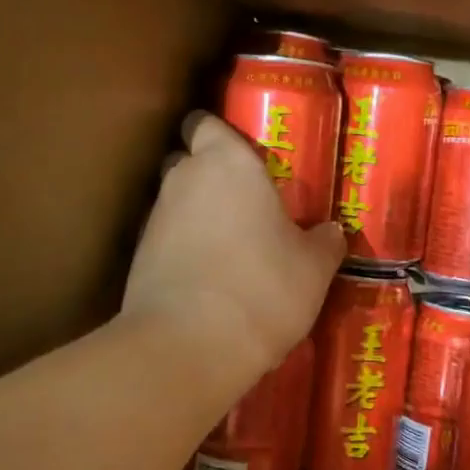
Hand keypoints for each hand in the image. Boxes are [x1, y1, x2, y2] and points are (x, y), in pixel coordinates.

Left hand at [124, 111, 345, 377]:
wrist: (188, 346)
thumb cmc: (263, 287)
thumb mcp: (313, 268)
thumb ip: (324, 242)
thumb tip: (332, 232)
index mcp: (227, 163)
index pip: (205, 123)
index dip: (219, 132)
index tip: (243, 151)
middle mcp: (184, 180)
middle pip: (187, 160)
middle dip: (209, 174)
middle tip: (246, 200)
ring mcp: (155, 219)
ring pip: (176, 202)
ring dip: (198, 215)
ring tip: (231, 246)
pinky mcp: (138, 259)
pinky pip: (167, 241)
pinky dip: (184, 250)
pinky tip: (210, 278)